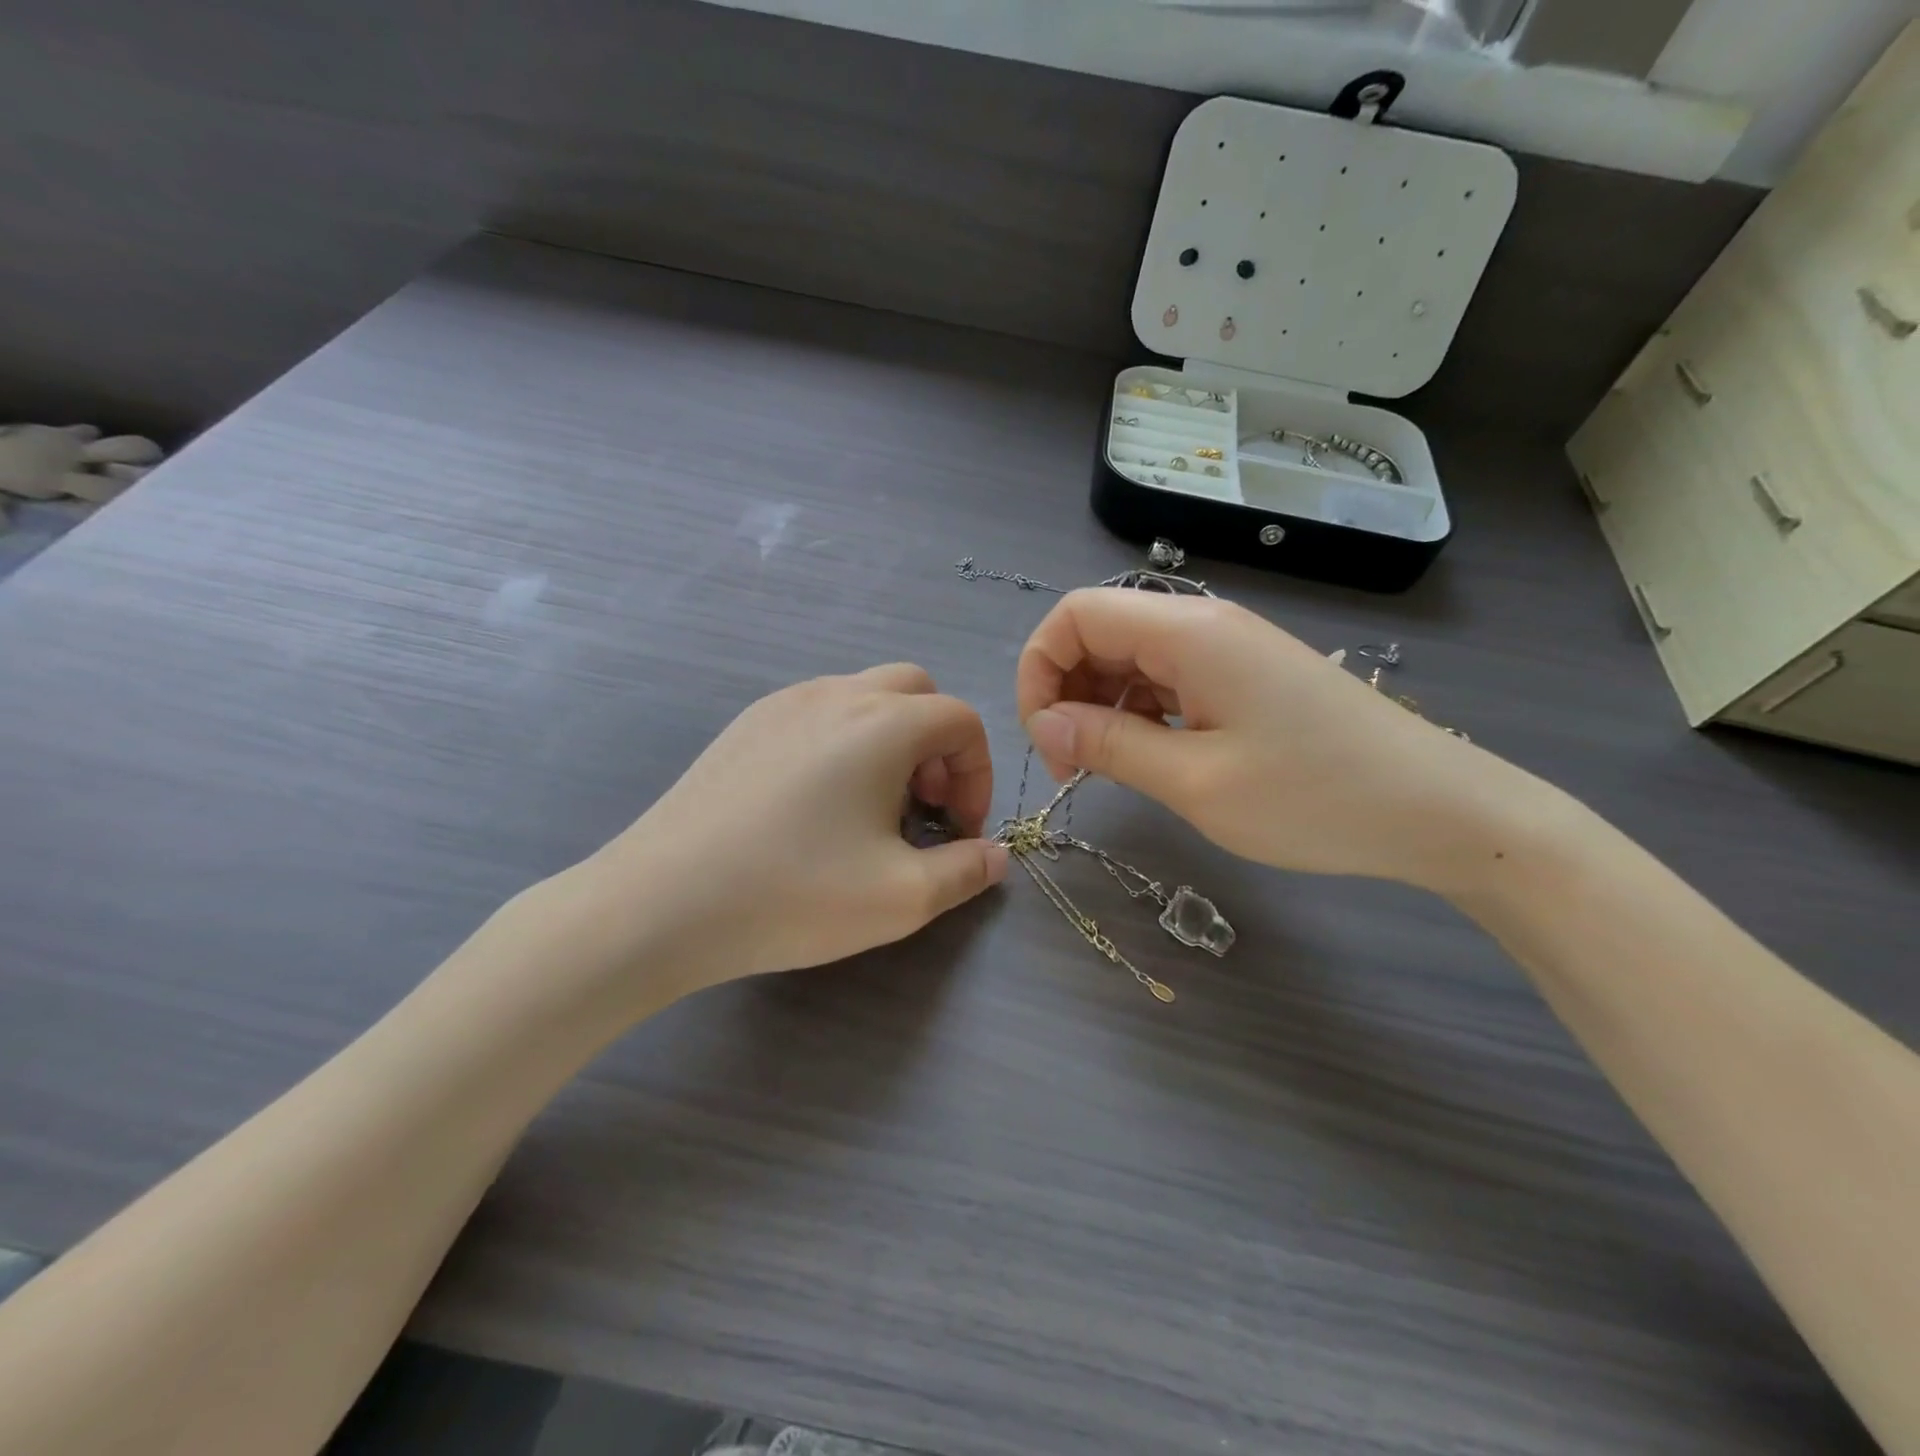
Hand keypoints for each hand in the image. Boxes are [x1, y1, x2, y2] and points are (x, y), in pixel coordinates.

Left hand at [566, 664, 1008, 997]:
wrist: (661, 901)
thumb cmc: (794, 894)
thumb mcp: (902, 898)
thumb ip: (967, 871)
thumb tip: (995, 855)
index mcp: (882, 723)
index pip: (961, 720)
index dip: (977, 774)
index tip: (958, 829)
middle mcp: (836, 695)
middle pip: (915, 691)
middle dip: (937, 745)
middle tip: (922, 807)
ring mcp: (783, 703)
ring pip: (863, 697)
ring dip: (890, 741)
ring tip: (871, 809)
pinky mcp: (745, 725)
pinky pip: (817, 713)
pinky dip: (843, 742)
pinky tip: (816, 804)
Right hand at [1016, 590, 1531, 891]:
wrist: (1439, 810)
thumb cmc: (1315, 797)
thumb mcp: (1197, 782)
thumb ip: (1110, 744)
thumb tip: (1045, 723)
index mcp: (1188, 631)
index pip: (1075, 614)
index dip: (1040, 669)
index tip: (1046, 739)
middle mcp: (1203, 624)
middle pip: (1099, 632)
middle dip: (1065, 691)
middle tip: (1071, 765)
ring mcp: (1227, 649)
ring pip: (1130, 657)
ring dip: (1100, 705)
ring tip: (1106, 768)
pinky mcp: (1244, 677)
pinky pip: (1167, 679)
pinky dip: (1138, 712)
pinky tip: (1149, 756)